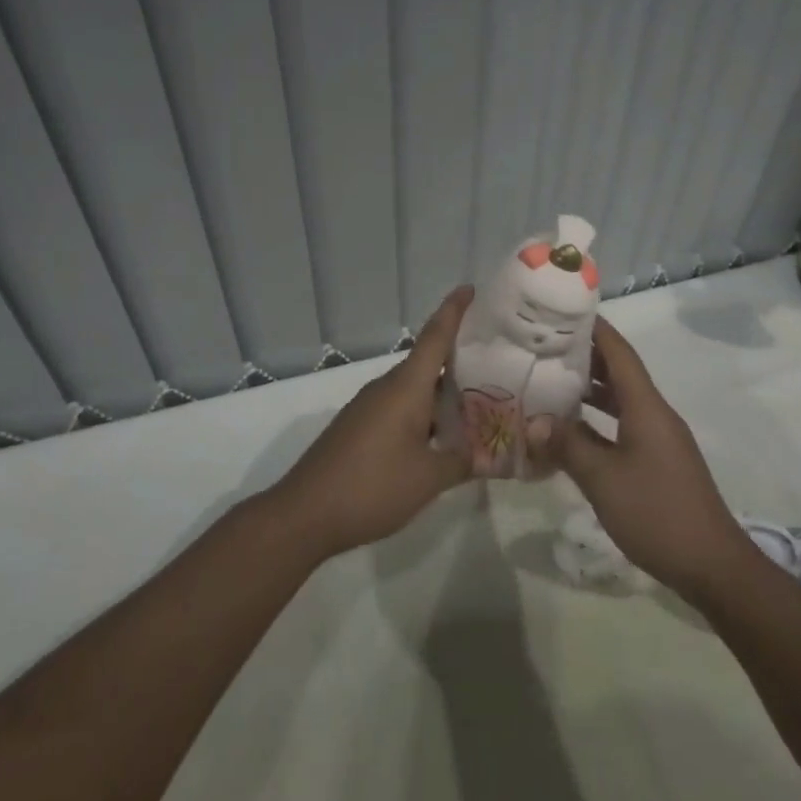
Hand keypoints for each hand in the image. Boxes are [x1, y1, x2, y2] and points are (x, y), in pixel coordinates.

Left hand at [267, 286, 473, 560]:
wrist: (305, 513)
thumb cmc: (372, 486)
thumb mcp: (428, 478)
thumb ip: (462, 461)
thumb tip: (489, 455)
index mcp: (406, 387)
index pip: (435, 336)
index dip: (453, 310)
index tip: (469, 288)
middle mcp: (387, 387)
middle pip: (428, 363)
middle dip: (460, 360)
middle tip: (496, 362)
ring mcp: (369, 406)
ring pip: (415, 389)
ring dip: (443, 393)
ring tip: (478, 403)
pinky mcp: (359, 427)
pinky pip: (400, 407)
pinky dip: (424, 412)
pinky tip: (440, 435)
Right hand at [544, 317, 755, 602]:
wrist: (714, 566)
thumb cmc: (658, 513)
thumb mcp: (604, 479)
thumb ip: (567, 445)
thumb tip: (533, 421)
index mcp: (646, 406)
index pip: (619, 352)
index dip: (594, 328)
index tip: (563, 310)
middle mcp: (654, 413)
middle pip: (619, 371)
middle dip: (584, 355)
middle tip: (544, 345)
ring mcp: (658, 438)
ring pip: (620, 400)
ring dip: (589, 389)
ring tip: (550, 380)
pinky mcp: (658, 461)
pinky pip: (623, 426)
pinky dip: (597, 421)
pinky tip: (571, 431)